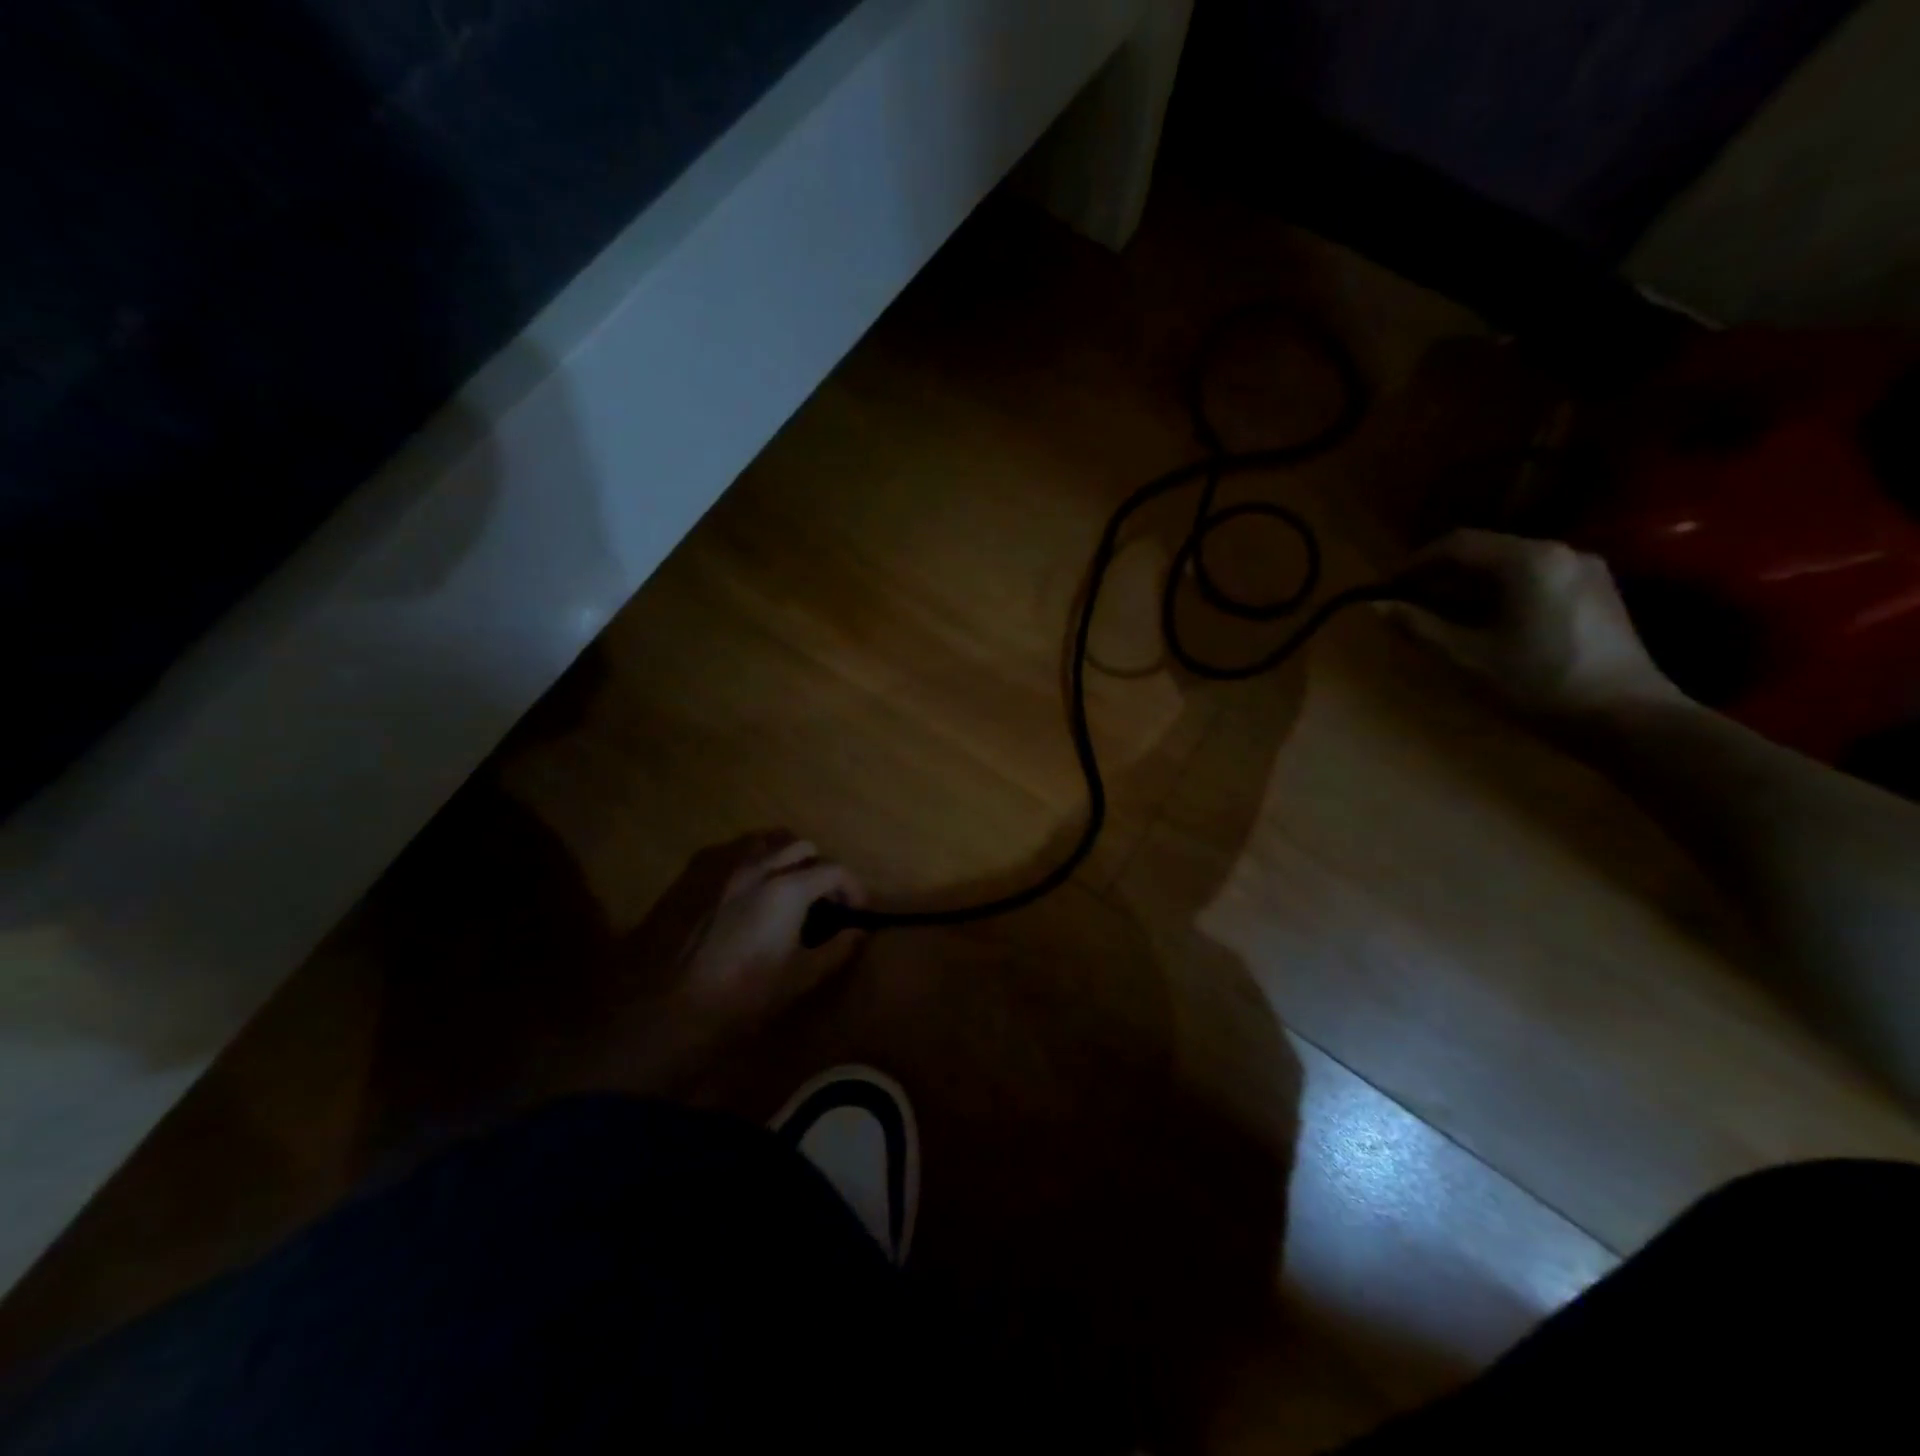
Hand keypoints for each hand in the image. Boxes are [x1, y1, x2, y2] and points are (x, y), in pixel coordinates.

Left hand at [632, 831, 867, 1028]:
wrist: (655, 1007)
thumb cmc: (733, 998)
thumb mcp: (795, 982)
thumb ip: (835, 951)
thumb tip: (858, 931)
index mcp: (787, 888)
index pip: (834, 869)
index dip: (852, 887)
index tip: (855, 910)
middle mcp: (756, 863)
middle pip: (801, 845)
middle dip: (819, 868)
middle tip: (821, 899)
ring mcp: (720, 862)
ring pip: (765, 839)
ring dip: (784, 856)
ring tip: (786, 886)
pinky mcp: (692, 870)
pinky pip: (733, 848)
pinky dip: (751, 859)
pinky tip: (746, 888)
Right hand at [1384, 529, 1682, 718]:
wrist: (1628, 719)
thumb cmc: (1539, 684)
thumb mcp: (1466, 658)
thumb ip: (1419, 626)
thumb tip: (1377, 606)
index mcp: (1528, 560)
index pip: (1457, 544)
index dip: (1414, 563)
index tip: (1386, 589)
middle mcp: (1560, 552)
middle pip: (1486, 551)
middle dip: (1441, 576)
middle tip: (1409, 606)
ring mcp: (1585, 571)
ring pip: (1509, 567)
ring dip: (1469, 587)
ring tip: (1442, 618)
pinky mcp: (1597, 593)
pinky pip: (1534, 580)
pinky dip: (1499, 594)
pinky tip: (1485, 625)